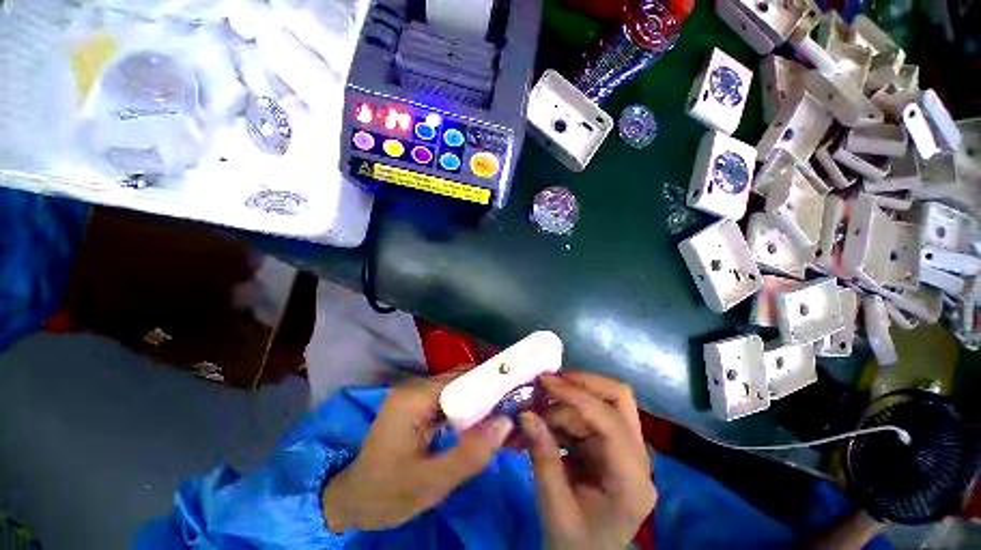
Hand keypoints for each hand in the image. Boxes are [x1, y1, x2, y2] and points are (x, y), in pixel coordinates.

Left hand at [322, 372, 512, 531]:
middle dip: (487, 392)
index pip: (460, 379)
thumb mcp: (431, 483)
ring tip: (501, 414)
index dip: (489, 384)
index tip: (515, 396)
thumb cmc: (387, 494)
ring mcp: (414, 393)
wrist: (353, 500)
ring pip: (456, 387)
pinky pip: (448, 398)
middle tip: (512, 408)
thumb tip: (506, 423)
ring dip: (478, 399)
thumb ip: (469, 454)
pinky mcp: (416, 403)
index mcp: (413, 398)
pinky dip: (466, 407)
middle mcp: (414, 387)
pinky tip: (479, 421)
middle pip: (460, 380)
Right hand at [520, 372, 655, 549]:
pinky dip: (562, 414)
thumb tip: (525, 414)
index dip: (576, 396)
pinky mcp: (608, 446)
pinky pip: (586, 416)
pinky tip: (542, 425)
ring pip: (598, 403)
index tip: (544, 382)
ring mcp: (624, 449)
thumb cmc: (574, 544)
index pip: (611, 421)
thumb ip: (542, 458)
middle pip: (618, 399)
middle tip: (547, 383)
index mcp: (632, 480)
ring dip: (564, 402)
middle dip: (581, 384)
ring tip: (534, 413)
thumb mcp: (554, 507)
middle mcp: (636, 457)